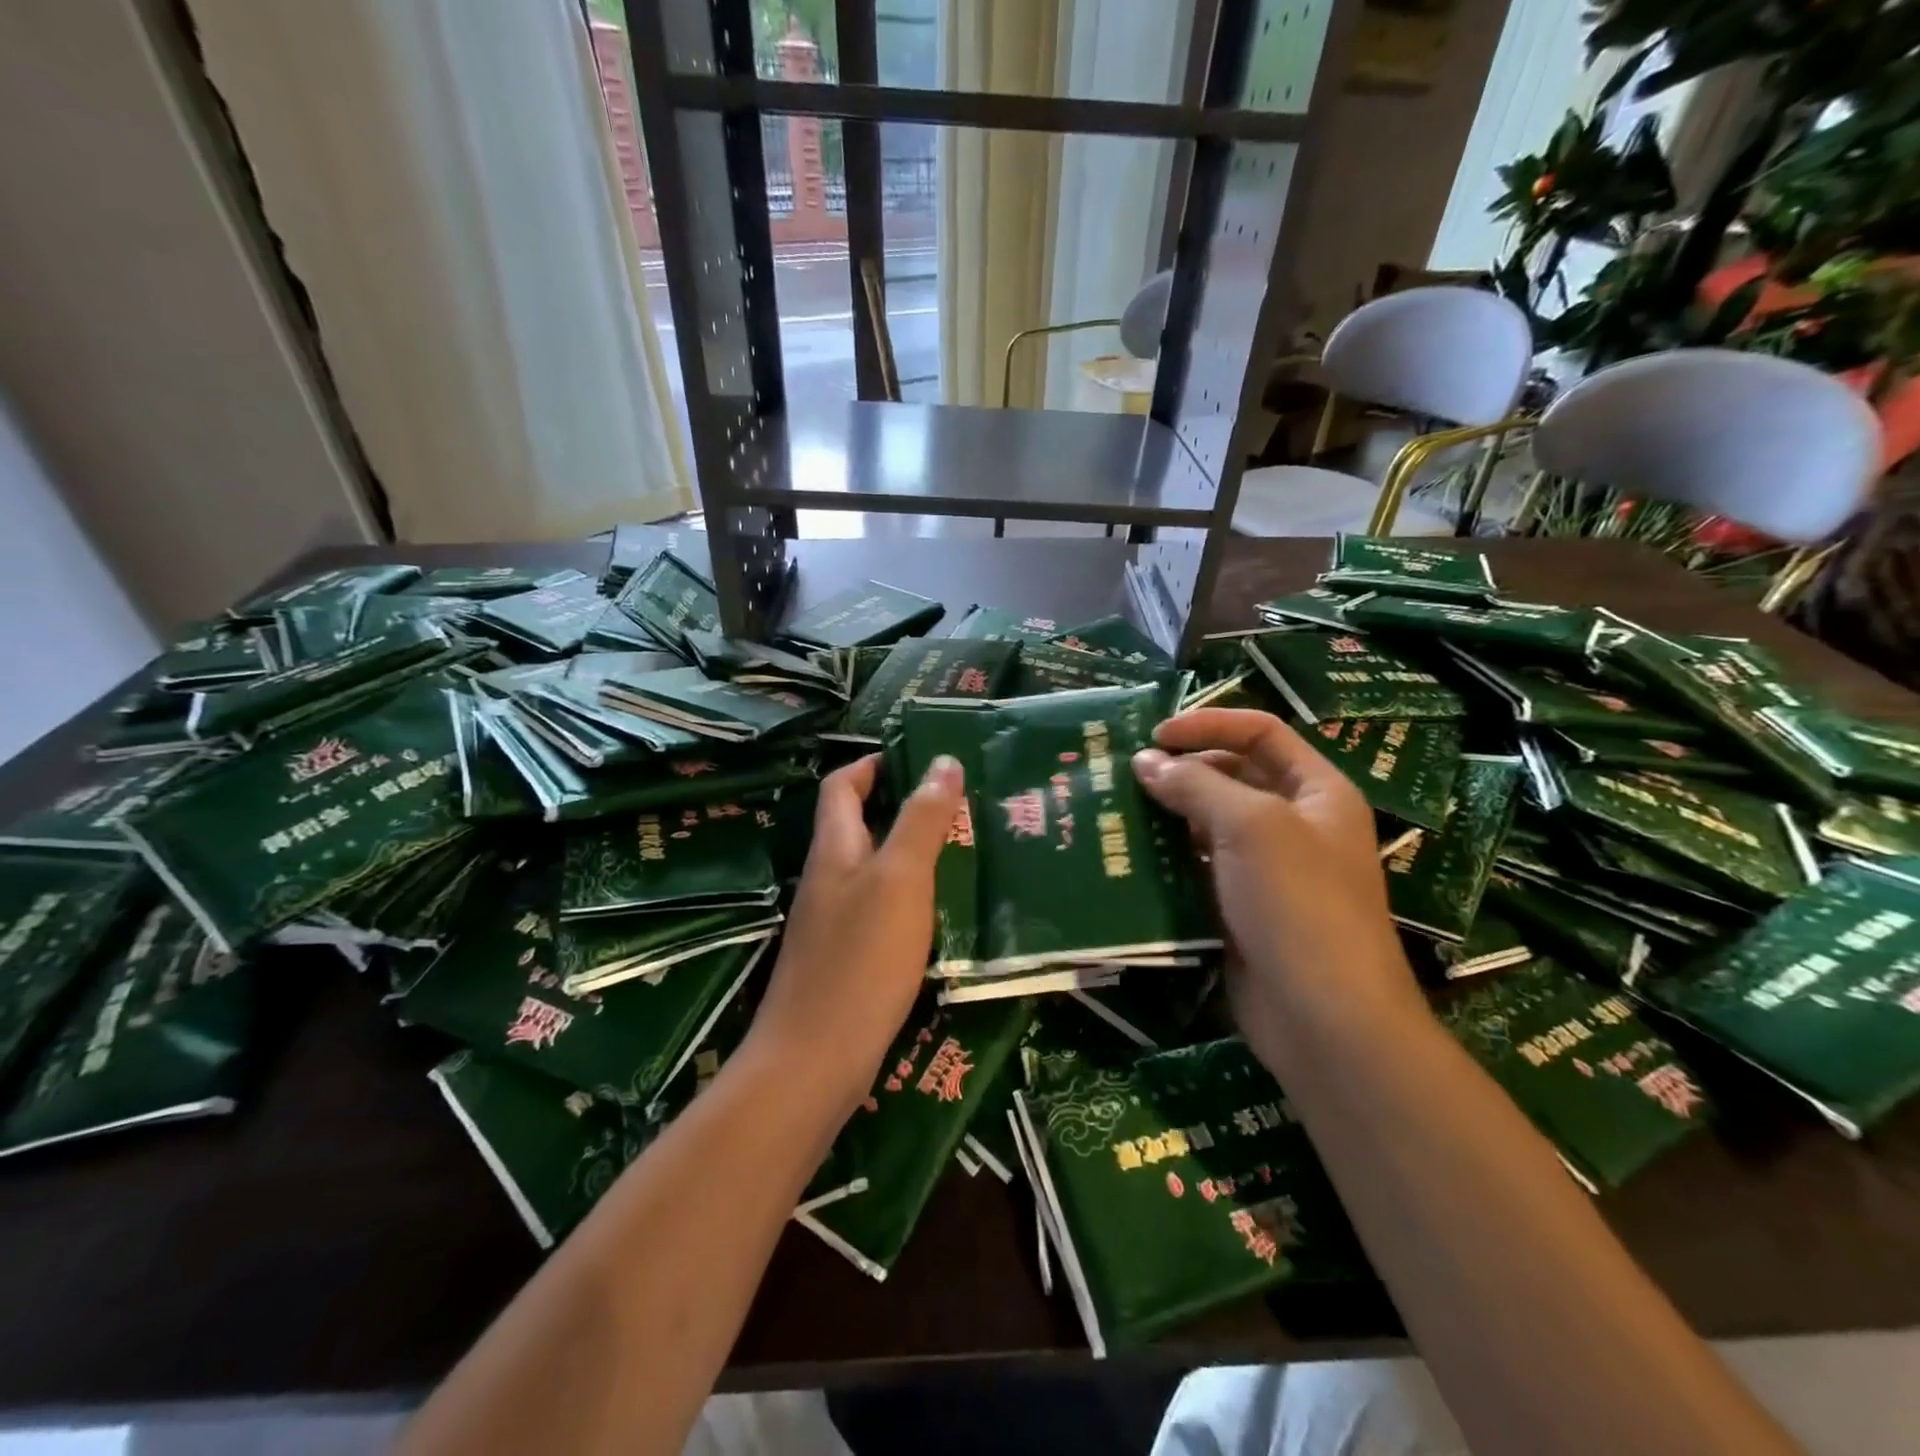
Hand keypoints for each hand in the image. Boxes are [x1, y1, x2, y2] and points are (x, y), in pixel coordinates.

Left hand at [745, 752, 964, 1117]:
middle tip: (957, 803)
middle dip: (901, 806)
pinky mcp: (845, 958)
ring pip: (871, 868)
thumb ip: (921, 820)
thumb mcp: (901, 879)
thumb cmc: (861, 959)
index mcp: (834, 849)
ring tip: (961, 849)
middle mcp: (827, 878)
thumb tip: (943, 761)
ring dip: (909, 851)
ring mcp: (832, 921)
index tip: (917, 758)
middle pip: (857, 824)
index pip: (842, 785)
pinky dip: (908, 895)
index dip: (872, 764)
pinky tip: (940, 910)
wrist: (815, 1059)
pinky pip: (878, 908)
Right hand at [1131, 708, 1426, 1075]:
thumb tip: (1144, 761)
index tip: (1154, 735)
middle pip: (1231, 776)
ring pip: (1208, 824)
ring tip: (1115, 810)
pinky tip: (1128, 856)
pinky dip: (1165, 858)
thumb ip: (1196, 785)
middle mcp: (1293, 823)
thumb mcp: (1252, 827)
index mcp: (1316, 792)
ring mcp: (1265, 869)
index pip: (1261, 733)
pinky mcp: (1237, 907)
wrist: (1324, 1019)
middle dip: (1181, 771)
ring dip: (1166, 815)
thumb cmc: (1299, 904)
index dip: (1209, 725)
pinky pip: (1196, 867)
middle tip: (1123, 775)